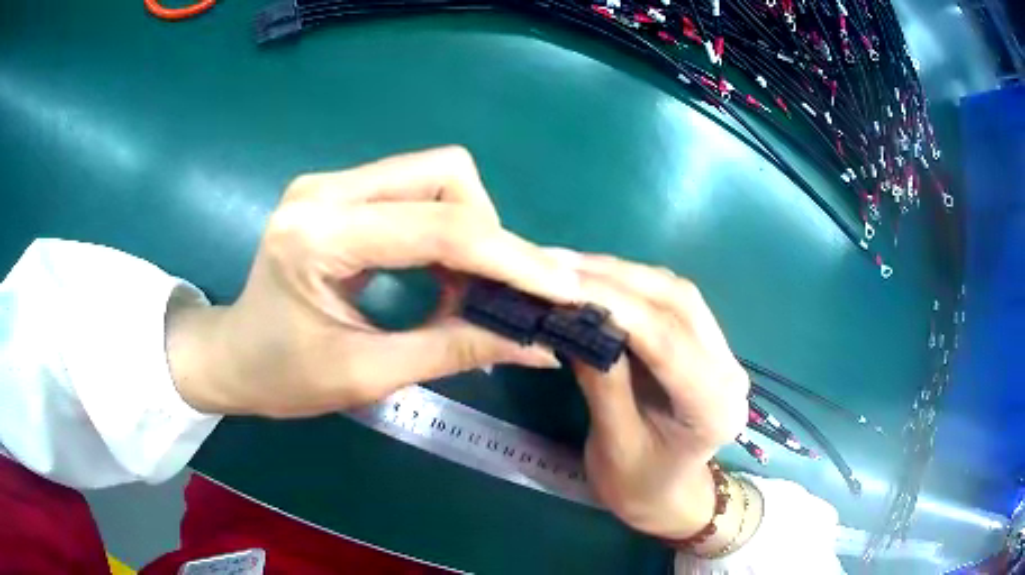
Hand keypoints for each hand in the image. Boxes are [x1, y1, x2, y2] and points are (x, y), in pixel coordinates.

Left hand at [167, 147, 578, 416]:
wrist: (231, 355)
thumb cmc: (282, 378)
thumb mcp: (367, 375)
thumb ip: (454, 351)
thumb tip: (537, 343)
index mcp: (318, 237)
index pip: (438, 226)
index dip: (510, 257)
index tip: (560, 289)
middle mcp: (325, 190)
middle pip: (445, 175)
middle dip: (489, 234)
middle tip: (497, 295)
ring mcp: (329, 183)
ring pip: (436, 175)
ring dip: (470, 229)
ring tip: (467, 289)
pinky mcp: (337, 190)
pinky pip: (415, 189)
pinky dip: (445, 228)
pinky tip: (441, 272)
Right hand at [556, 253, 750, 542]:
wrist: (669, 496)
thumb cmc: (639, 486)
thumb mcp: (614, 445)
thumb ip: (603, 383)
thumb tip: (574, 321)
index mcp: (714, 408)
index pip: (669, 342)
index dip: (617, 306)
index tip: (563, 285)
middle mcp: (729, 370)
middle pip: (678, 303)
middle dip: (616, 278)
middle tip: (558, 266)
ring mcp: (722, 352)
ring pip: (676, 292)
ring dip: (622, 274)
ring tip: (569, 267)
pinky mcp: (706, 342)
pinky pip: (671, 300)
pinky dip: (631, 285)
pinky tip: (597, 280)